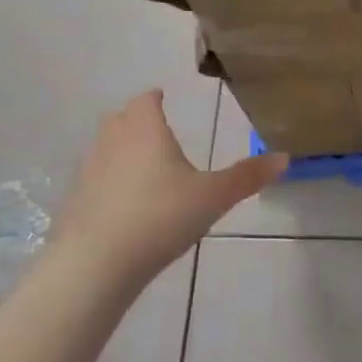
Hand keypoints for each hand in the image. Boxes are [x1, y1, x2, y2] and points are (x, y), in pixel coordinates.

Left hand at [51, 90, 286, 284]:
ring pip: (105, 148)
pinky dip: (111, 181)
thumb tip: (284, 157)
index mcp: (145, 132)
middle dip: (137, 120)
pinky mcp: (76, 202)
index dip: (154, 99)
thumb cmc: (161, 216)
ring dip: (122, 150)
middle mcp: (112, 143)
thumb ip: (248, 176)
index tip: (163, 99)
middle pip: (120, 119)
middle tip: (158, 130)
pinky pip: (96, 180)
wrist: (97, 262)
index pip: (145, 101)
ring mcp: (89, 172)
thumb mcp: (214, 196)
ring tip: (146, 166)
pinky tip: (128, 203)